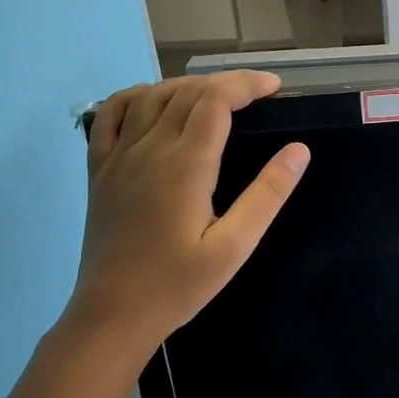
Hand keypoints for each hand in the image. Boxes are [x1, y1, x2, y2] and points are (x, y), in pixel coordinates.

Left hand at [64, 71, 308, 357]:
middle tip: (255, 94)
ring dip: (186, 86)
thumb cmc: (178, 286)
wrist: (113, 314)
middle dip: (225, 83)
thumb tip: (299, 150)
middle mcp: (148, 149)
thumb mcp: (234, 247)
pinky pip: (111, 115)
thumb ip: (267, 195)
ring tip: (215, 96)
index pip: (216, 100)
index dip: (246, 84)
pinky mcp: (99, 170)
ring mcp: (118, 156)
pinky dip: (135, 96)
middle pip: (187, 92)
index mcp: (185, 165)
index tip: (274, 87)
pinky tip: (153, 102)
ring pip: (151, 96)